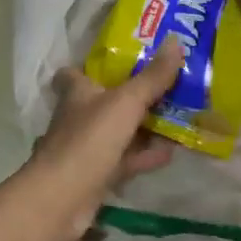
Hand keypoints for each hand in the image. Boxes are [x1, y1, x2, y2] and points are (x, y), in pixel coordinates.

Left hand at [25, 42, 182, 240]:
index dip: (91, 66)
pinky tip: (170, 152)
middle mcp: (78, 118)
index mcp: (77, 93)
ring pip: (118, 132)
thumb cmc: (89, 140)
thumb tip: (176, 41)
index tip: (120, 60)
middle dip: (131, 96)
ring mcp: (86, 149)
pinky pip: (125, 160)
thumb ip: (152, 77)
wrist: (62, 199)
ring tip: (178, 117)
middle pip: (104, 102)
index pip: (74, 73)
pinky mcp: (96, 176)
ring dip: (144, 128)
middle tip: (166, 86)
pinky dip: (146, 156)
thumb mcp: (126, 102)